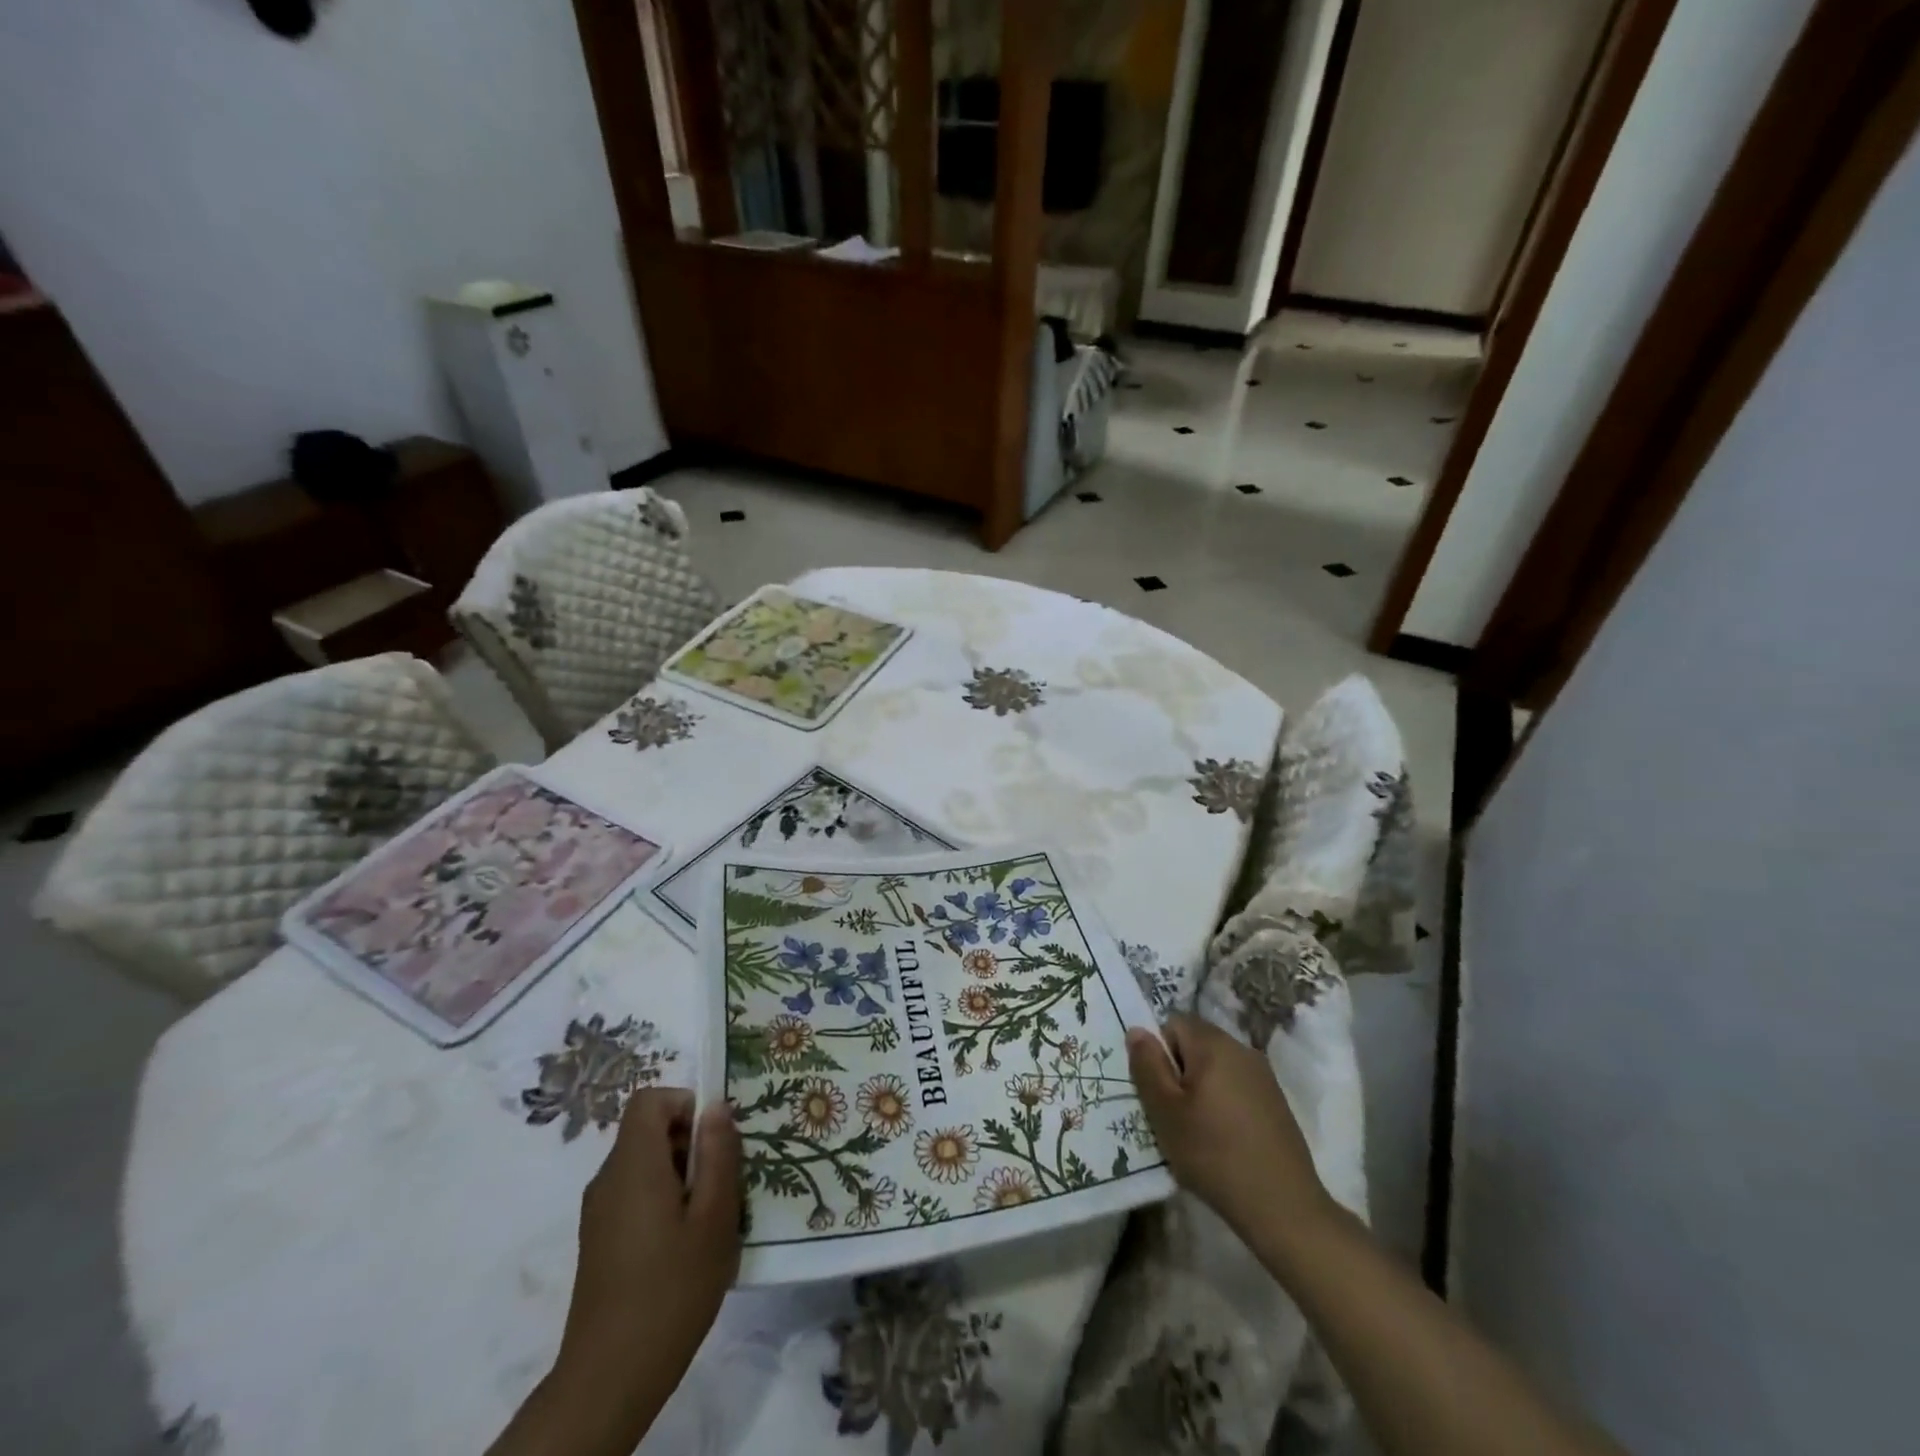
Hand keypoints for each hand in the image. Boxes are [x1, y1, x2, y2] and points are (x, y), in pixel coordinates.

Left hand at [553, 1090, 740, 1435]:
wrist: (609, 1379)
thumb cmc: (672, 1289)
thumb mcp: (714, 1217)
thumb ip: (718, 1155)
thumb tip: (716, 1107)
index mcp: (633, 1165)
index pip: (649, 1099)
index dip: (684, 1103)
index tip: (714, 1138)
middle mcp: (608, 1179)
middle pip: (648, 1130)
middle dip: (690, 1142)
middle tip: (723, 1180)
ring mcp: (599, 1211)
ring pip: (644, 1163)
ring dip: (681, 1173)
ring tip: (710, 1215)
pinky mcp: (600, 1239)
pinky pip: (634, 1193)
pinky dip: (663, 1198)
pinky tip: (686, 1243)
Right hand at [1126, 1014, 1333, 1243]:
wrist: (1283, 1207)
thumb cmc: (1213, 1154)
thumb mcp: (1164, 1111)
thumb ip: (1147, 1065)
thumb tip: (1137, 1030)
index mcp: (1213, 1044)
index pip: (1173, 1023)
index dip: (1160, 1053)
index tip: (1161, 1092)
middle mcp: (1241, 1049)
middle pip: (1196, 1043)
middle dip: (1180, 1072)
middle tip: (1174, 1114)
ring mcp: (1263, 1076)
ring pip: (1217, 1067)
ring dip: (1202, 1089)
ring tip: (1198, 1131)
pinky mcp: (1276, 1102)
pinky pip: (1237, 1087)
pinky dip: (1224, 1104)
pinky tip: (1225, 1141)